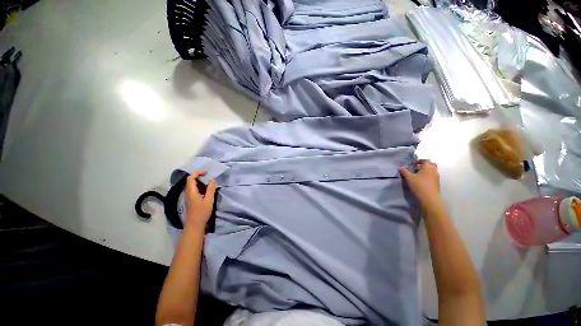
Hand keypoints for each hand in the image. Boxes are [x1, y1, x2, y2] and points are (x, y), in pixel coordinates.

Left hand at [184, 171, 216, 228]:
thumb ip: (211, 188)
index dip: (198, 172)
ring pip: (192, 185)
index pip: (191, 177)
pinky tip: (206, 189)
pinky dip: (199, 186)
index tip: (207, 172)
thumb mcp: (209, 199)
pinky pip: (193, 189)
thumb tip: (212, 179)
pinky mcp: (190, 200)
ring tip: (208, 181)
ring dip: (199, 181)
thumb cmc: (202, 211)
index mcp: (191, 191)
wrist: (194, 224)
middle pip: (190, 180)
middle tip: (208, 175)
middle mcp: (187, 192)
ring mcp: (188, 196)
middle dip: (199, 175)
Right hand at [399, 159, 440, 206]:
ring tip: (416, 175)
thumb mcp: (409, 177)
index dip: (418, 161)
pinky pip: (431, 176)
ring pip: (431, 171)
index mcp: (428, 166)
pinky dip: (426, 176)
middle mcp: (434, 170)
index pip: (425, 160)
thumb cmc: (419, 185)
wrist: (429, 198)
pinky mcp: (436, 183)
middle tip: (415, 168)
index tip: (412, 163)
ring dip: (424, 171)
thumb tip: (400, 167)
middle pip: (430, 165)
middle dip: (423, 165)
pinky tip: (420, 181)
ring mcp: (436, 177)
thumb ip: (404, 171)